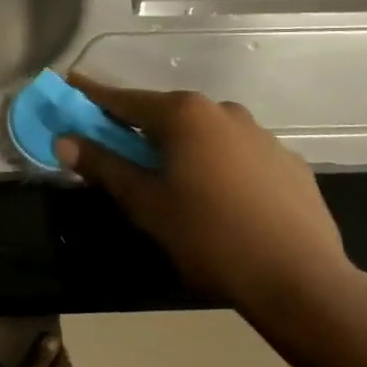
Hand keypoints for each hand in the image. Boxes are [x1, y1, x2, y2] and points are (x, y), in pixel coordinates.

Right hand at [55, 75, 357, 317]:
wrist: (302, 281)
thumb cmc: (209, 236)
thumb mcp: (145, 203)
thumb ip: (104, 165)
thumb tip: (64, 141)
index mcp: (184, 114)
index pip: (124, 99)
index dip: (92, 95)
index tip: (70, 85)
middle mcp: (223, 111)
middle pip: (166, 114)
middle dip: (138, 127)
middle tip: (117, 149)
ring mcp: (262, 135)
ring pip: (205, 134)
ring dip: (181, 147)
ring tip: (173, 182)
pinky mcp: (289, 163)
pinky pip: (238, 155)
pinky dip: (218, 165)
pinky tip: (220, 199)